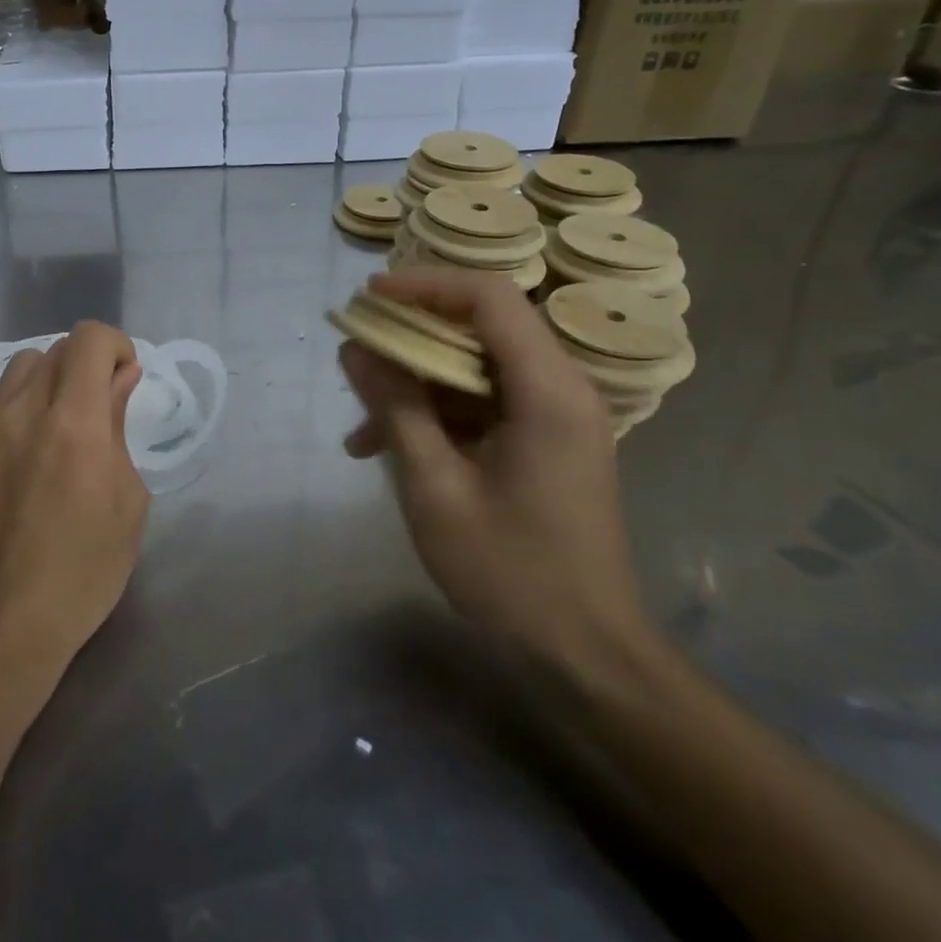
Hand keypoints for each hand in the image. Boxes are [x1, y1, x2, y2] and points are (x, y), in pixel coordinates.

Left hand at [0, 322, 148, 681]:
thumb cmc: (82, 572)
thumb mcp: (127, 502)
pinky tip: (24, 448)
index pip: (88, 339)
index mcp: (73, 423)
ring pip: (19, 368)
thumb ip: (120, 428)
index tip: (125, 379)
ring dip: (49, 380)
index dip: (114, 346)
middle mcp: (21, 411)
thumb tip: (121, 378)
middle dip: (86, 365)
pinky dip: (17, 404)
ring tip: (59, 424)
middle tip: (99, 407)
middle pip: (55, 349)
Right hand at [338, 269, 652, 677]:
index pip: (489, 299)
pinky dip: (438, 415)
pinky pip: (485, 405)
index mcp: (548, 391)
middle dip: (413, 335)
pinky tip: (390, 449)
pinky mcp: (545, 444)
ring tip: (361, 425)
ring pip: (477, 369)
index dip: (425, 286)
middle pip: (483, 328)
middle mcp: (562, 390)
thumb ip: (395, 408)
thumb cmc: (510, 573)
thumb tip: (356, 349)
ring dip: (418, 384)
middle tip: (357, 351)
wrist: (584, 656)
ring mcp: (556, 418)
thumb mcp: (435, 487)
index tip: (369, 297)